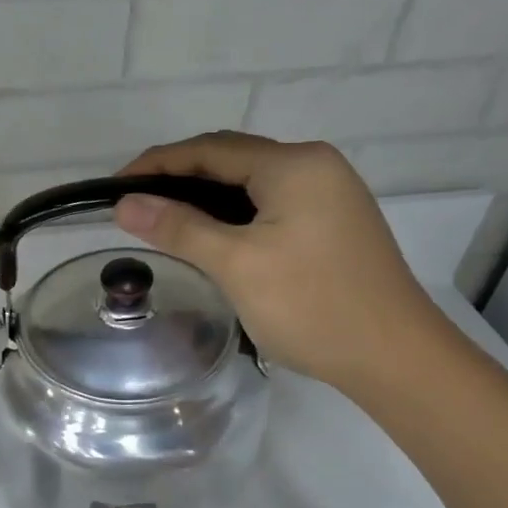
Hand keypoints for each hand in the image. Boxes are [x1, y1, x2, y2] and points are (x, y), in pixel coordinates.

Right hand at [112, 132, 447, 392]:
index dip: (156, 164)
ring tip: (164, 220)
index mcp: (294, 164)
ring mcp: (330, 193)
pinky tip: (213, 236)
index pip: (209, 150)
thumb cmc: (312, 306)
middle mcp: (315, 166)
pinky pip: (271, 203)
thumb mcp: (236, 264)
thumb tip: (125, 204)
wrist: (394, 357)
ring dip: (206, 196)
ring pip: (251, 183)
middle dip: (179, 176)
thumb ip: (178, 228)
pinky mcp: (334, 222)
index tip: (113, 187)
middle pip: (231, 159)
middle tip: (135, 205)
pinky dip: (234, 213)